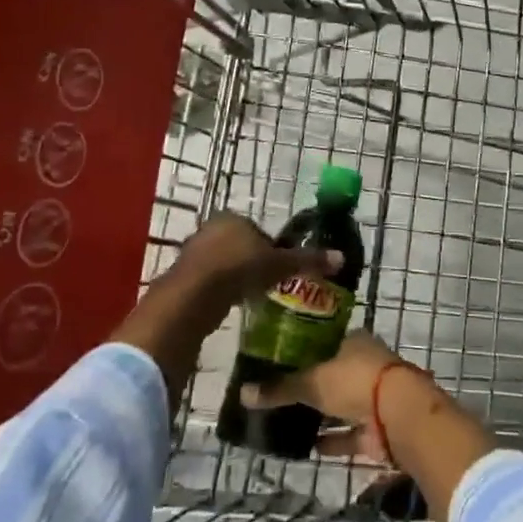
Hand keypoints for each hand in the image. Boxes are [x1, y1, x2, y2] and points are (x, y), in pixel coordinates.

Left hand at [169, 213, 341, 308]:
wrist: (194, 295)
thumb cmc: (239, 269)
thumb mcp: (279, 265)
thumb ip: (307, 260)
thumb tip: (341, 257)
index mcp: (234, 218)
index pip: (257, 230)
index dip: (270, 249)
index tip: (278, 269)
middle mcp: (211, 228)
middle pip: (238, 245)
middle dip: (251, 262)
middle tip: (266, 283)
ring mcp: (193, 251)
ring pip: (221, 262)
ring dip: (234, 277)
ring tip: (249, 296)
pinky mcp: (181, 275)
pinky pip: (207, 279)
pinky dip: (218, 289)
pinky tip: (228, 304)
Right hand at [238, 331, 412, 460]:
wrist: (399, 415)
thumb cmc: (355, 382)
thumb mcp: (312, 381)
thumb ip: (280, 389)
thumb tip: (243, 393)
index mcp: (354, 342)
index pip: (324, 343)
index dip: (303, 352)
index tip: (279, 363)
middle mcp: (365, 365)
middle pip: (332, 375)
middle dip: (310, 386)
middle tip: (278, 396)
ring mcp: (373, 398)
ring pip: (340, 406)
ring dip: (320, 416)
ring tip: (286, 423)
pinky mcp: (376, 429)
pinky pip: (348, 435)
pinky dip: (331, 442)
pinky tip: (307, 449)